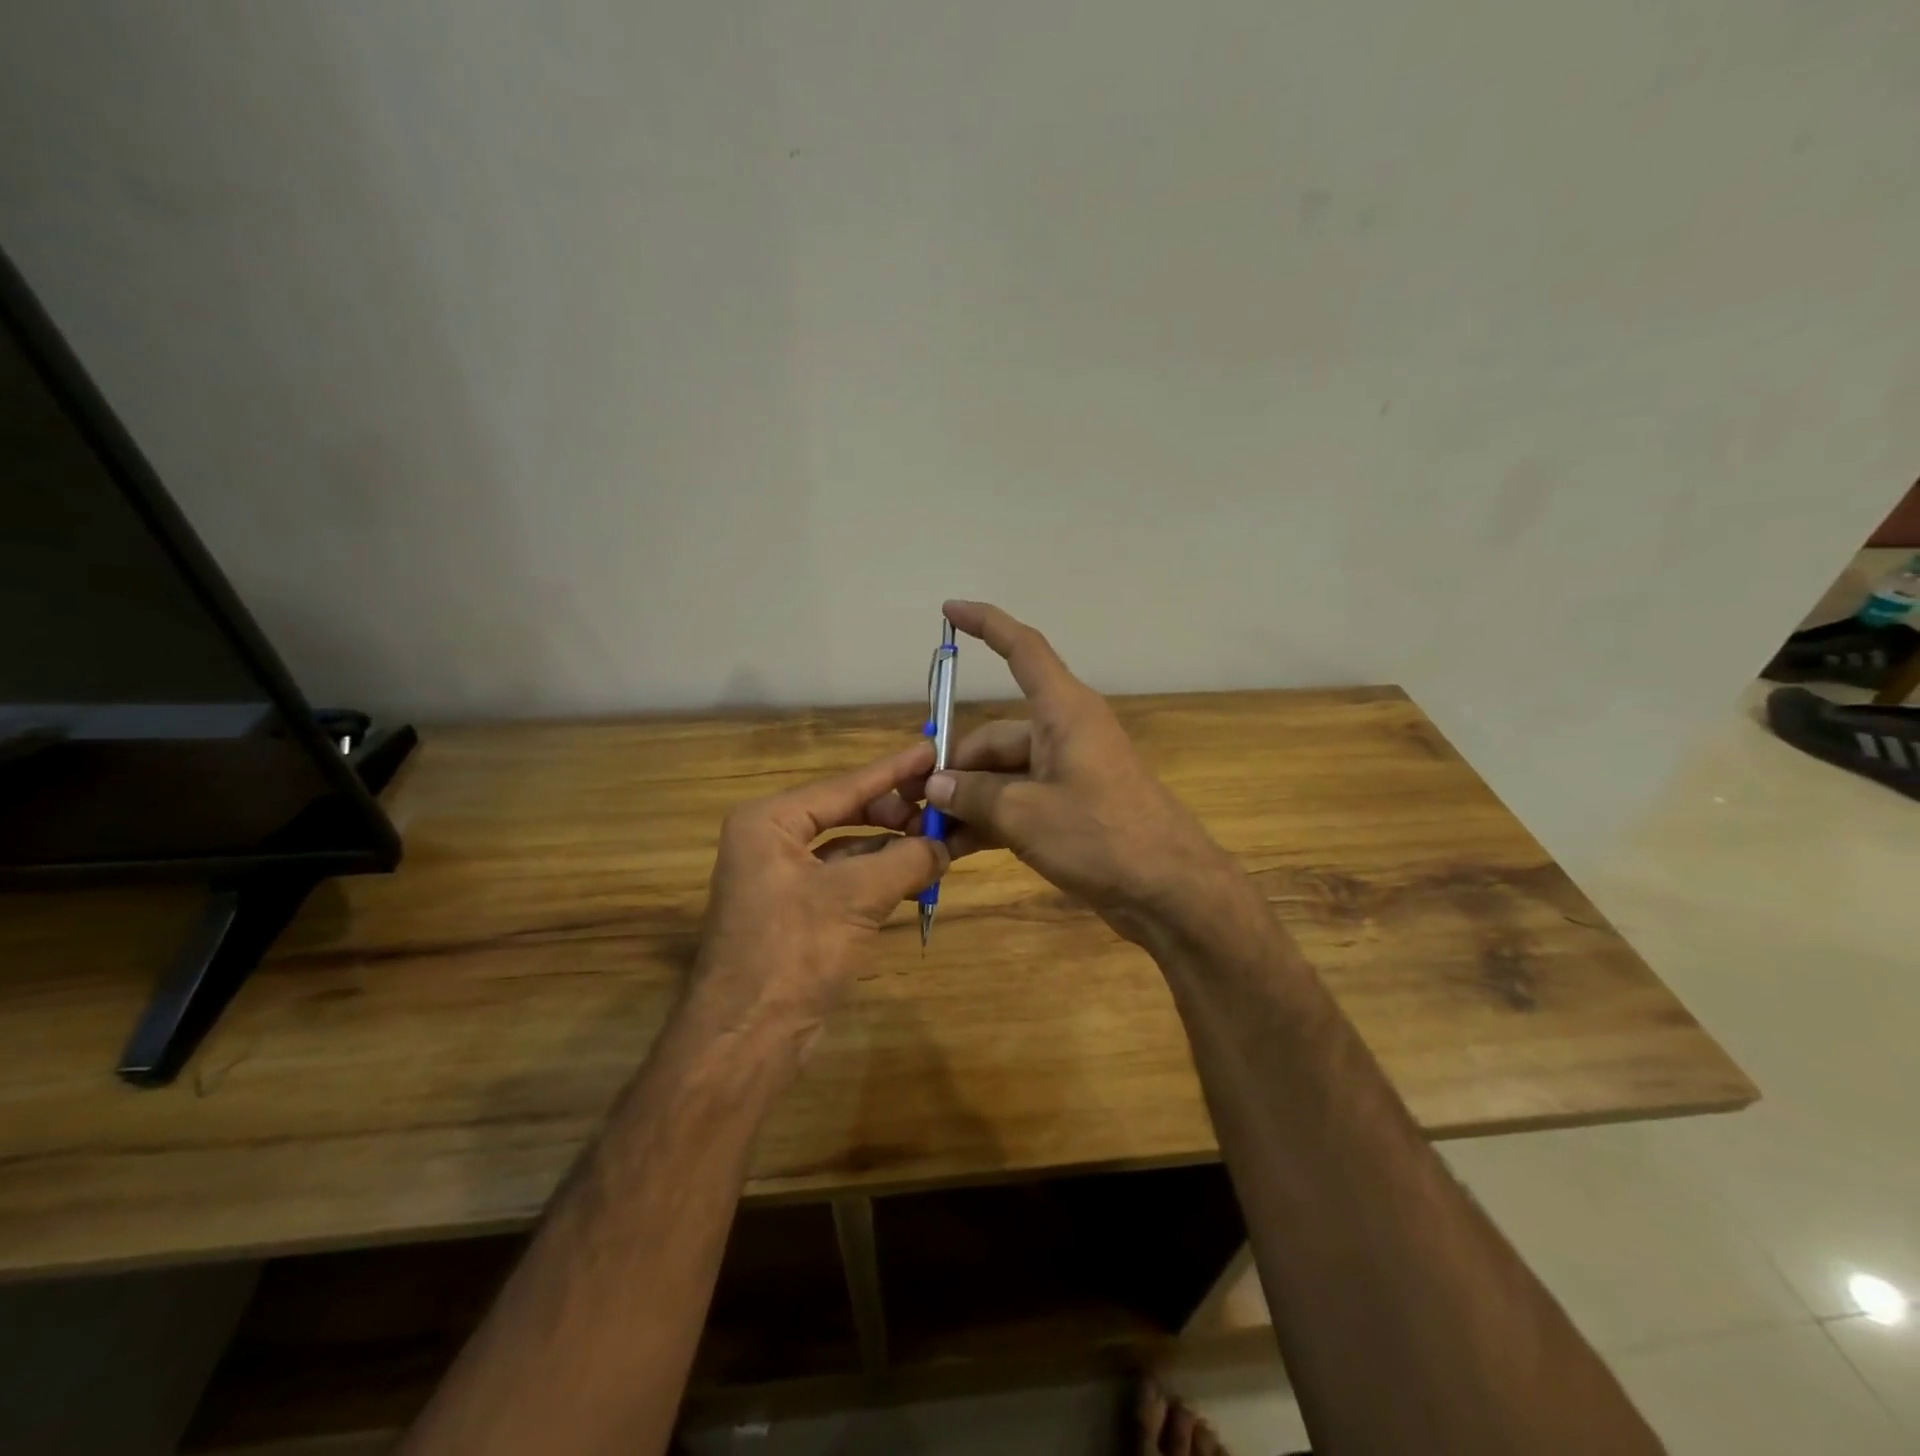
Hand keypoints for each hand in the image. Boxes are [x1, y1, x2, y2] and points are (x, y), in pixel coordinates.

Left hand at [687, 742, 947, 1059]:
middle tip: (944, 809)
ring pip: (851, 848)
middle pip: (848, 812)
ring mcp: (784, 878)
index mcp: (770, 822)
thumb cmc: (793, 953)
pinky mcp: (799, 912)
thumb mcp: (856, 897)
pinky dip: (883, 877)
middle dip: (896, 814)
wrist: (746, 1040)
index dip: (893, 769)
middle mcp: (772, 841)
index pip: (845, 786)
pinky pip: (848, 880)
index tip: (933, 749)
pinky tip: (919, 877)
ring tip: (942, 842)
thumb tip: (944, 844)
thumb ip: (906, 860)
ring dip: (894, 847)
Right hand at [926, 600, 1236, 943]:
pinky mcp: (1070, 809)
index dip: (987, 624)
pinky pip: (1018, 802)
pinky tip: (954, 849)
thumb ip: (975, 795)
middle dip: (955, 767)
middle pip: (995, 736)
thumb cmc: (1102, 836)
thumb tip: (937, 785)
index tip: (949, 610)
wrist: (1170, 891)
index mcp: (1063, 712)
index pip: (1023, 650)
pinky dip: (989, 821)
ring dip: (967, 801)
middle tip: (916, 802)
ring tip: (927, 832)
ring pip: (1002, 775)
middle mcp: (1064, 733)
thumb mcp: (1026, 815)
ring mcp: (1067, 773)